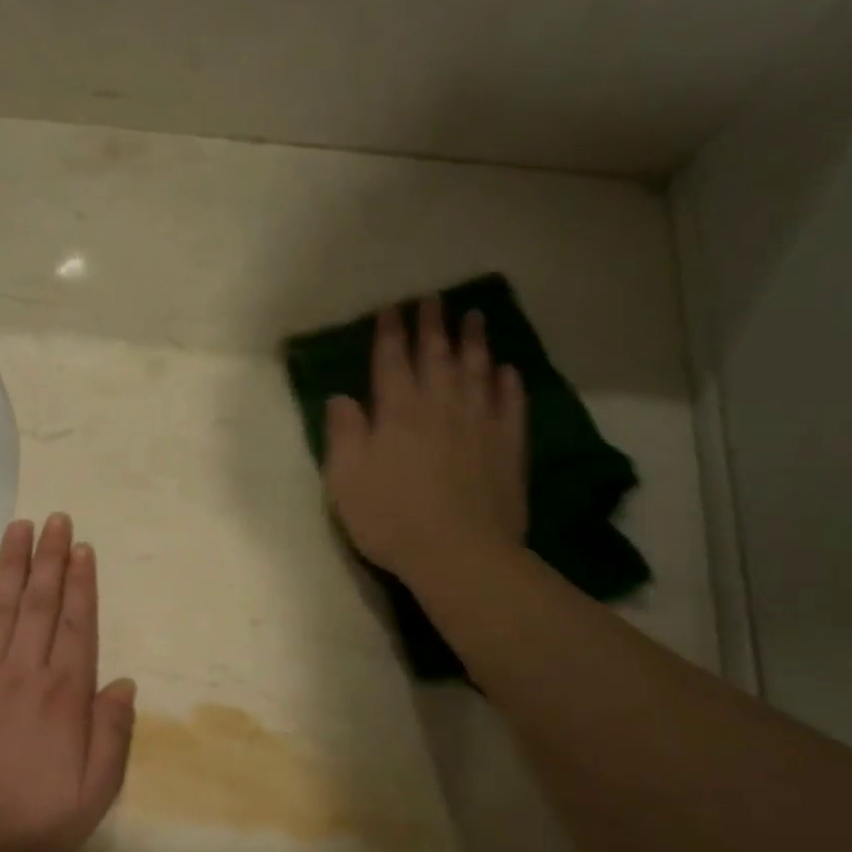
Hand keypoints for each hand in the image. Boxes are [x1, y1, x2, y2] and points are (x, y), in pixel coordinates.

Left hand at [0, 514, 137, 851]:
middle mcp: (24, 672)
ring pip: (2, 606)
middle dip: (51, 558)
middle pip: (41, 603)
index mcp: (64, 696)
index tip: (83, 549)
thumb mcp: (93, 796)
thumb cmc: (28, 822)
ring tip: (21, 527)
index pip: (78, 625)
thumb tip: (124, 683)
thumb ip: (112, 736)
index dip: (83, 583)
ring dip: (13, 564)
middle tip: (56, 519)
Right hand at [323, 299, 527, 582]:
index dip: (391, 332)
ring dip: (474, 341)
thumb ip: (343, 432)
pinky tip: (508, 370)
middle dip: (433, 324)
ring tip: (475, 317)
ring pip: (477, 370)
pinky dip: (508, 383)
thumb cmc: (390, 517)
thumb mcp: (345, 478)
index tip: (392, 307)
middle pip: (437, 355)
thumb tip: (342, 397)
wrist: (459, 553)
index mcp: (397, 411)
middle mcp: (440, 406)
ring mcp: (479, 424)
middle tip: (434, 298)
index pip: (392, 360)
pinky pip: (510, 404)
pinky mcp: (508, 447)